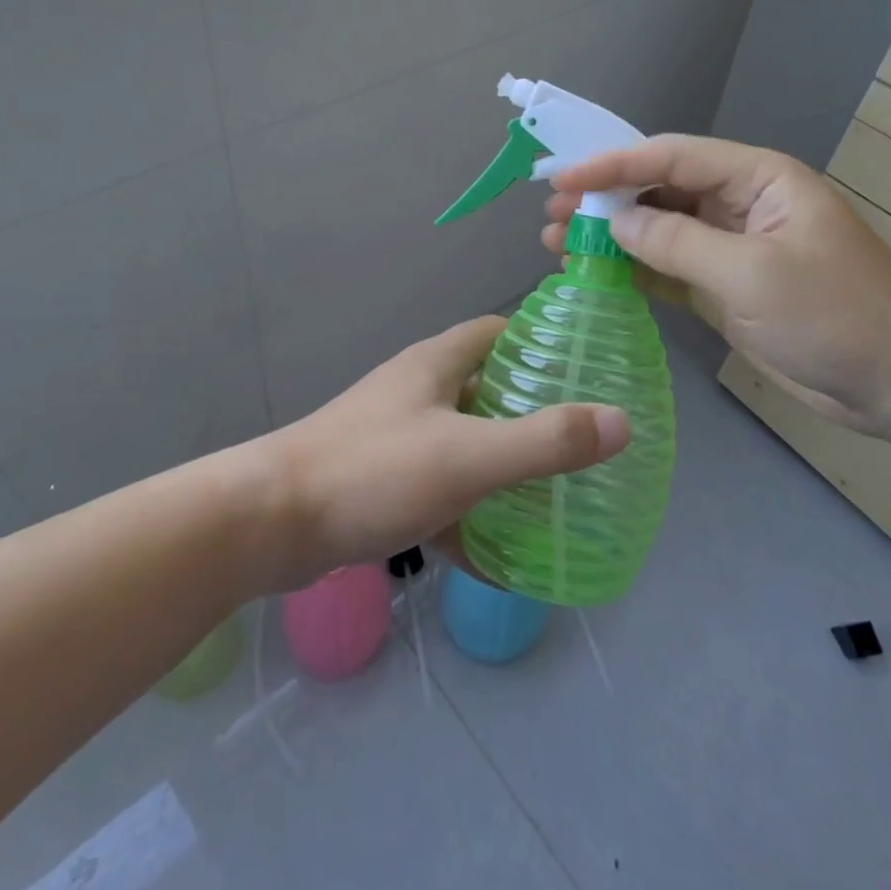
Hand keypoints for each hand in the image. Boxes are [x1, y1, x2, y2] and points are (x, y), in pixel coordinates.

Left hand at [259, 317, 630, 588]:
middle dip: (530, 413)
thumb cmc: (372, 471)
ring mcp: (395, 437)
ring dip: (500, 468)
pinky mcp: (378, 482)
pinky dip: (467, 516)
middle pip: (486, 389)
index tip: (585, 370)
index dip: (540, 342)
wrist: (269, 524)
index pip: (497, 332)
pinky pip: (437, 492)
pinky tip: (497, 558)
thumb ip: (544, 442)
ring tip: (553, 498)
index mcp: (436, 365)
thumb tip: (621, 421)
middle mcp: (416, 392)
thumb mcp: (467, 457)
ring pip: (463, 444)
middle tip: (582, 443)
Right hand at [544, 135, 890, 436]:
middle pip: (658, 190)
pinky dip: (631, 269)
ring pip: (657, 229)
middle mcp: (738, 204)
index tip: (561, 178)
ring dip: (610, 235)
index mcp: (755, 179)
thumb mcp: (752, 272)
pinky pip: (667, 267)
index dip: (612, 164)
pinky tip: (595, 272)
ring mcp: (729, 247)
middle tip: (550, 215)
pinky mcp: (724, 286)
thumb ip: (677, 243)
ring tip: (557, 243)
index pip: (670, 157)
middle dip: (603, 199)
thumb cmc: (837, 313)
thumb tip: (614, 224)